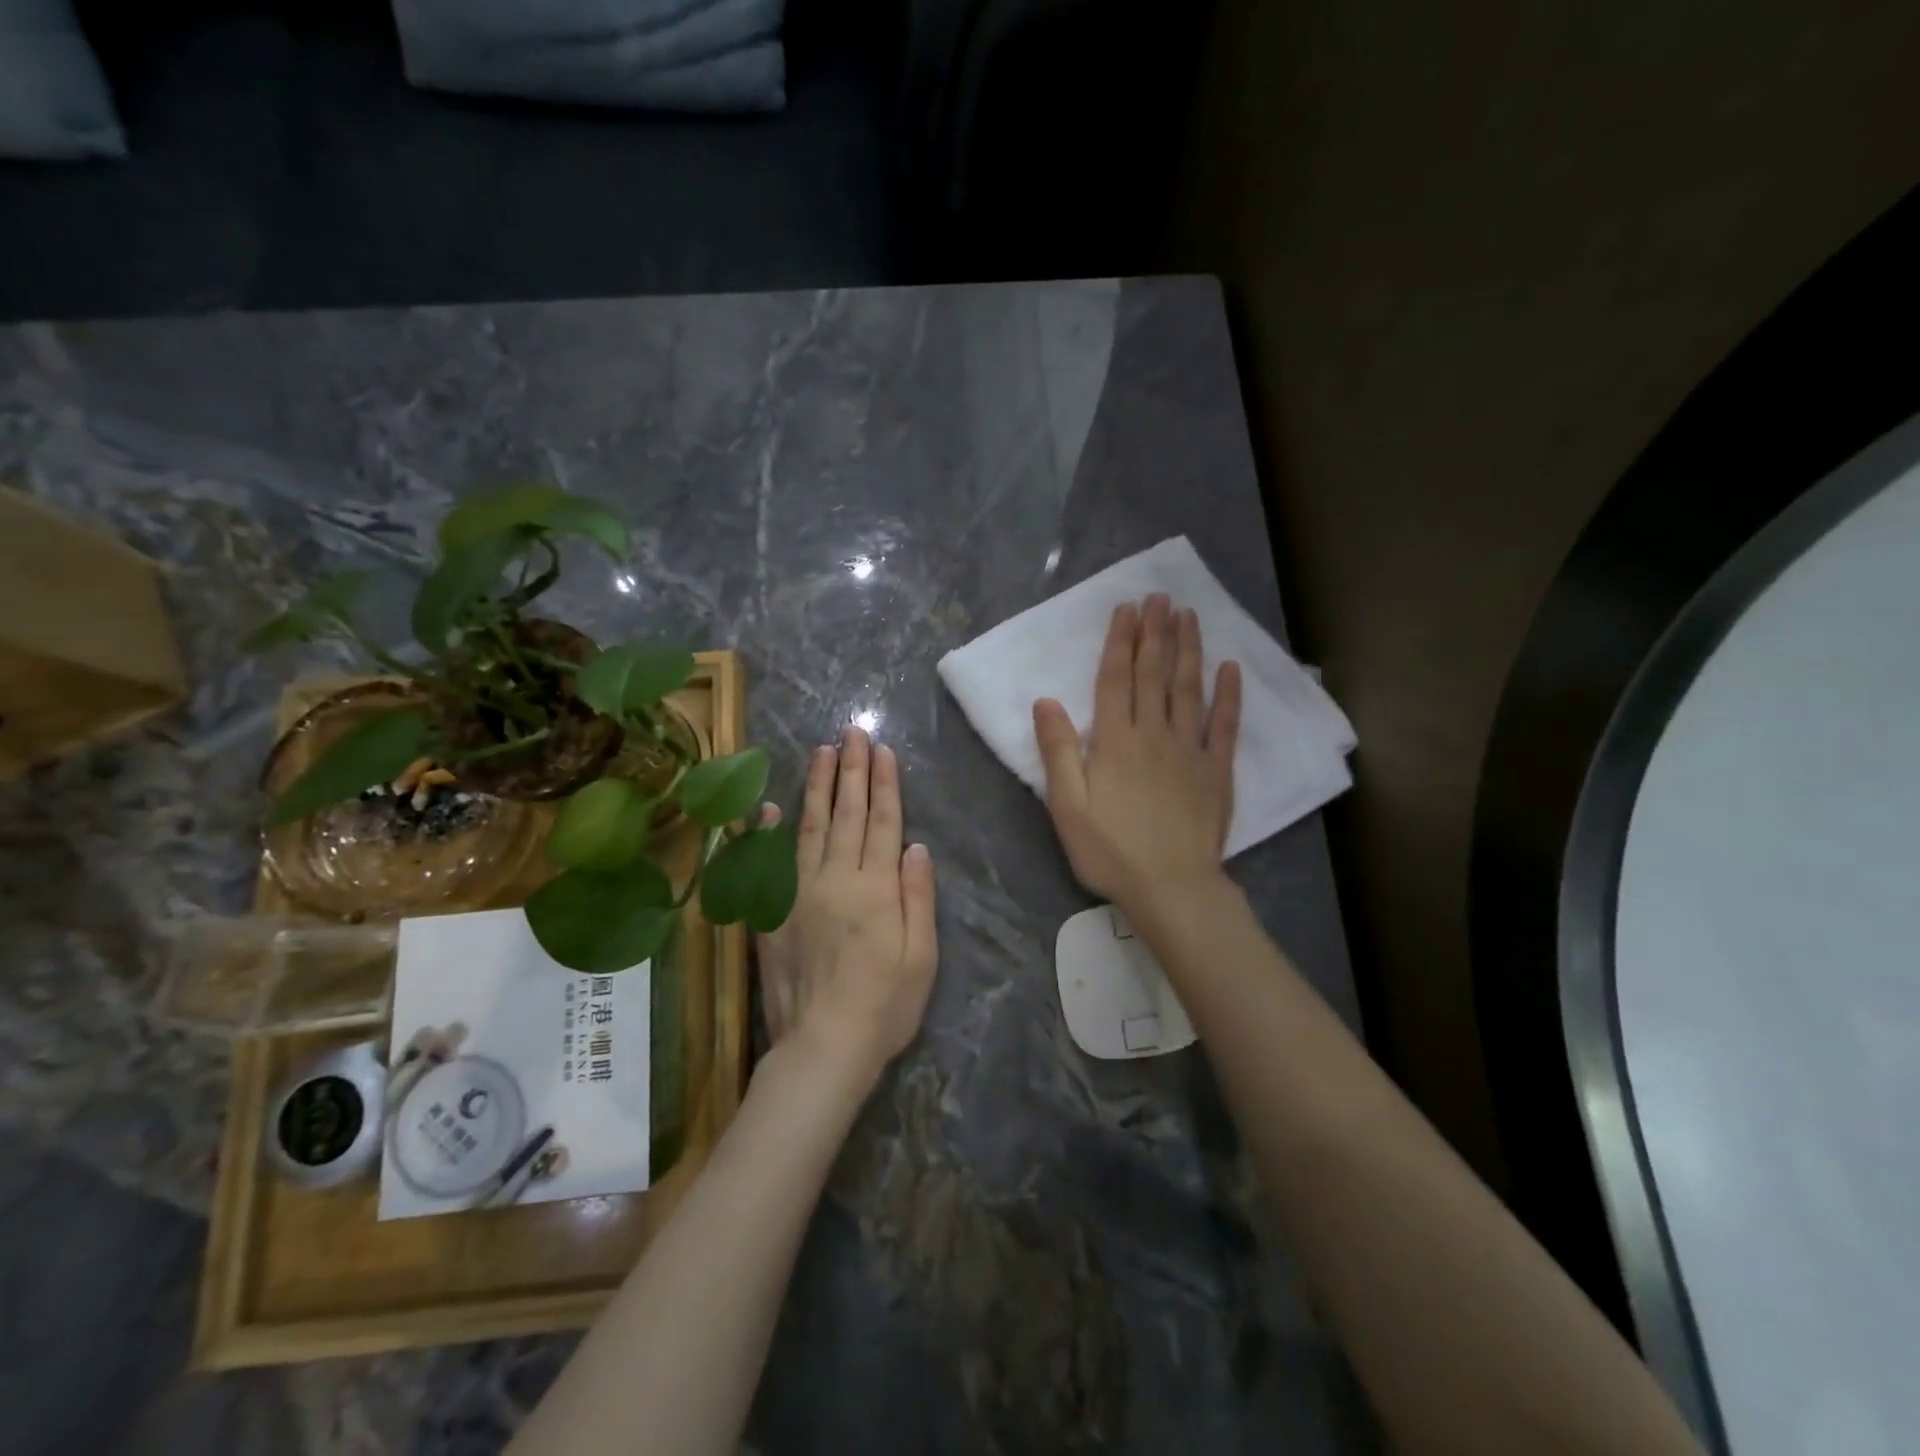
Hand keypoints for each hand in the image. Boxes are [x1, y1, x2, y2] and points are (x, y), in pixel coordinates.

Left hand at [753, 726, 937, 1088]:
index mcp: (877, 888)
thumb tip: (915, 846)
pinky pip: (769, 863)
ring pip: (810, 828)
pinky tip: (768, 806)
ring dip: (817, 787)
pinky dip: (767, 832)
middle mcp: (836, 879)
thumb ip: (918, 897)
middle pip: (847, 815)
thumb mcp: (922, 956)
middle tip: (851, 733)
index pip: (883, 822)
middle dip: (851, 770)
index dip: (884, 784)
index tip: (880, 750)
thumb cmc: (885, 1005)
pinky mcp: (772, 913)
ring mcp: (799, 893)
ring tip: (821, 752)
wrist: (823, 1046)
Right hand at [1033, 594, 1241, 918]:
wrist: (1171, 888)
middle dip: (1155, 633)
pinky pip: (1225, 725)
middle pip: (1154, 674)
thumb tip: (1045, 701)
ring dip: (1188, 649)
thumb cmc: (1110, 851)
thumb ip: (1058, 752)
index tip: (1127, 608)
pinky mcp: (1217, 770)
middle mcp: (1153, 735)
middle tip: (1160, 597)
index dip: (1120, 641)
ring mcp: (1190, 750)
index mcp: (1114, 742)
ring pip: (1188, 689)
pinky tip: (1230, 668)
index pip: (1116, 679)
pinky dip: (1229, 695)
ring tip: (1188, 615)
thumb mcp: (1067, 807)